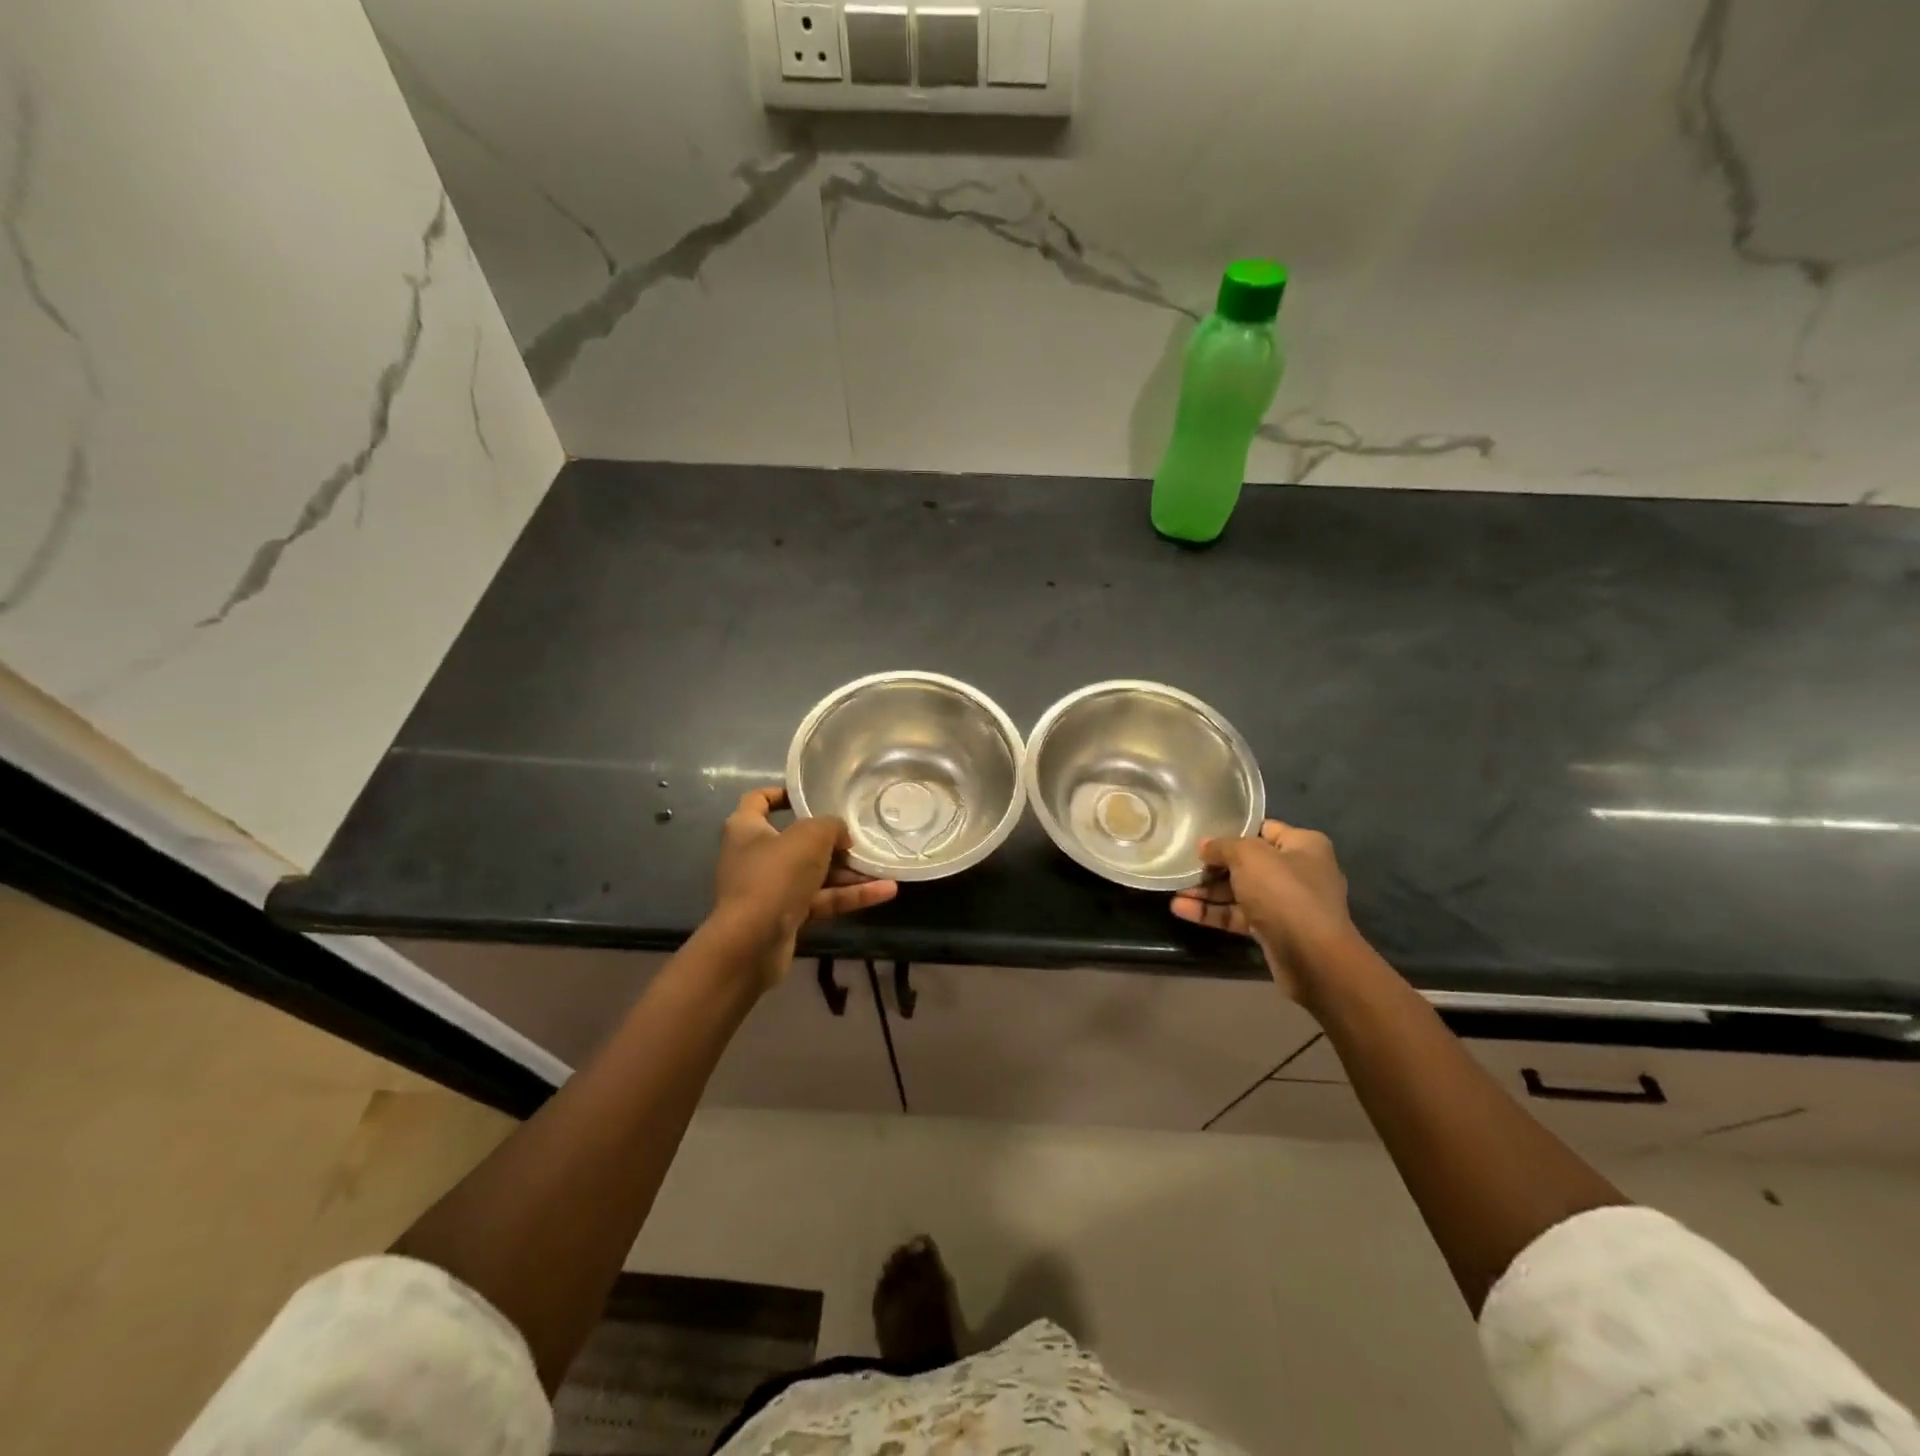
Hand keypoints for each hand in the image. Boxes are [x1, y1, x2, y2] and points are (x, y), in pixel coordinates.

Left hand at [711, 787, 897, 986]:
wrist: (752, 944)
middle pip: (797, 841)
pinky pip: (821, 900)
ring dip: (849, 872)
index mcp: (746, 829)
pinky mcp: (785, 917)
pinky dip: (849, 896)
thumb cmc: (774, 875)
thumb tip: (842, 836)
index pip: (759, 801)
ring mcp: (770, 889)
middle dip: (832, 841)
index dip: (783, 794)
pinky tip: (885, 892)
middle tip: (861, 837)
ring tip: (884, 867)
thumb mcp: (811, 836)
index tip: (812, 794)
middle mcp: (755, 856)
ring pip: (815, 874)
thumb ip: (832, 826)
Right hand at [1170, 820, 1357, 1000]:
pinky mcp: (1273, 930)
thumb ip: (1223, 846)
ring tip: (1174, 890)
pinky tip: (1181, 910)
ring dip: (1208, 891)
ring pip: (1240, 891)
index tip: (1203, 835)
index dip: (1233, 831)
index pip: (1264, 829)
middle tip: (1183, 865)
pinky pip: (1238, 915)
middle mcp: (1298, 871)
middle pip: (1248, 863)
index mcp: (1303, 845)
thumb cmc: (1284, 892)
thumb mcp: (1249, 856)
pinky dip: (1213, 913)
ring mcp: (1286, 903)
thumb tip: (1204, 845)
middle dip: (1214, 866)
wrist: (1312, 956)